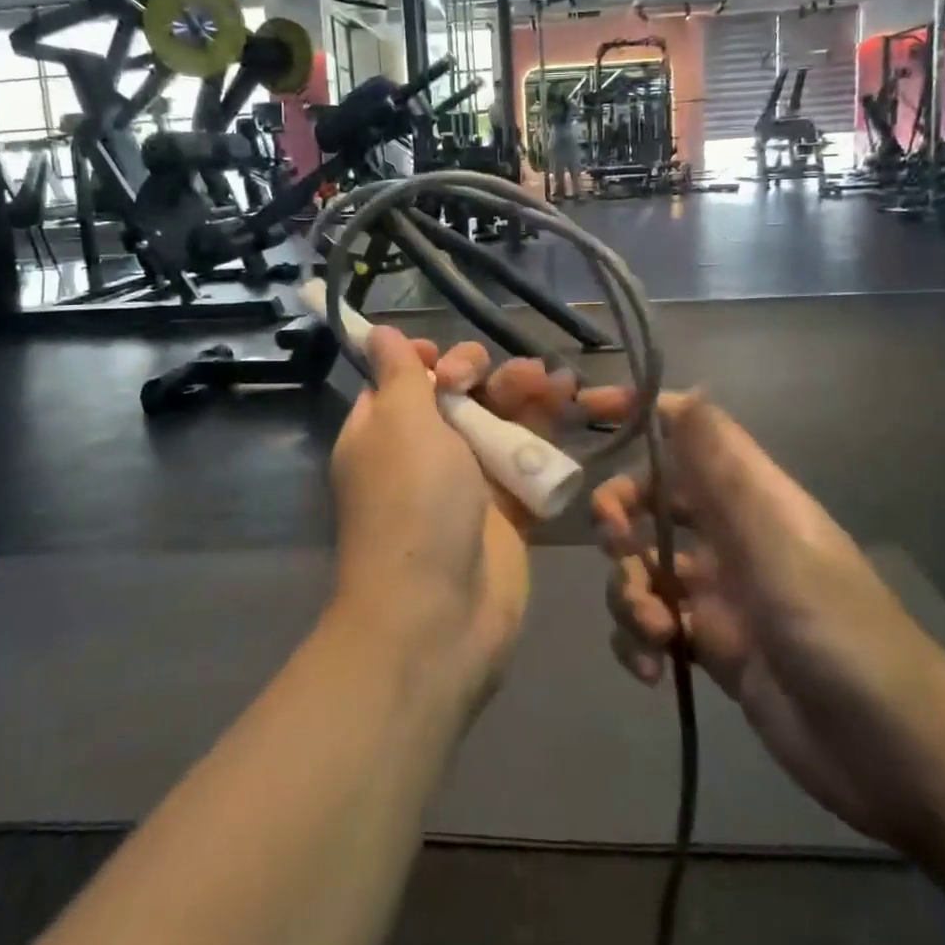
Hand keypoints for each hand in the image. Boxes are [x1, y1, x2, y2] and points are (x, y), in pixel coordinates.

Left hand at [328, 328, 529, 704]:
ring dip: (524, 394)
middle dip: (484, 375)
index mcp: (381, 431)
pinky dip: (546, 431)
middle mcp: (421, 452)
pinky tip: (569, 402)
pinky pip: (526, 457)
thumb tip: (375, 332)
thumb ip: (398, 373)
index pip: (403, 380)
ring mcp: (465, 482)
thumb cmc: (411, 502)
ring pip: (497, 421)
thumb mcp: (398, 423)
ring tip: (554, 380)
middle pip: (457, 395)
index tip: (445, 361)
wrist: (439, 611)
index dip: (428, 361)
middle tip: (512, 376)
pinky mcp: (506, 508)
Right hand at [596, 394, 944, 850]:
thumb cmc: (836, 630)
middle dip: (618, 516)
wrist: (894, 755)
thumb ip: (724, 470)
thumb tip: (690, 388)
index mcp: (749, 496)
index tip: (588, 413)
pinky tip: (653, 668)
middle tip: (616, 543)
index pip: (688, 431)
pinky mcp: (708, 644)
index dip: (640, 413)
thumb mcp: (776, 542)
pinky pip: (649, 622)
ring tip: (655, 631)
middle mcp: (728, 534)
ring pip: (640, 565)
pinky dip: (638, 640)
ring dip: (628, 592)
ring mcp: (716, 591)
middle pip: (649, 499)